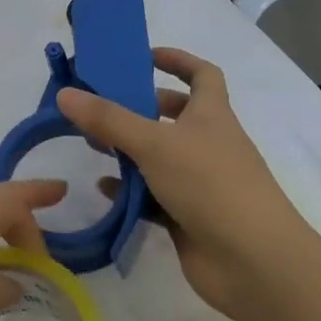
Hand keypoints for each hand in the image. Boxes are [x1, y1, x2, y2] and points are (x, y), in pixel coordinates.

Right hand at [58, 47, 303, 317]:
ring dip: (129, 150)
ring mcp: (200, 182)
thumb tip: (65, 93)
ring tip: (92, 146)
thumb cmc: (210, 185)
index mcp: (211, 115)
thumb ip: (108, 119)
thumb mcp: (154, 143)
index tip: (142, 57)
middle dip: (138, 109)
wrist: (254, 263)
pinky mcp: (188, 216)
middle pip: (174, 115)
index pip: (202, 74)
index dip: (177, 59)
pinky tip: (104, 189)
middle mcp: (208, 143)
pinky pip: (153, 196)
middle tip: (100, 107)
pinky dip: (131, 190)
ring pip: (159, 157)